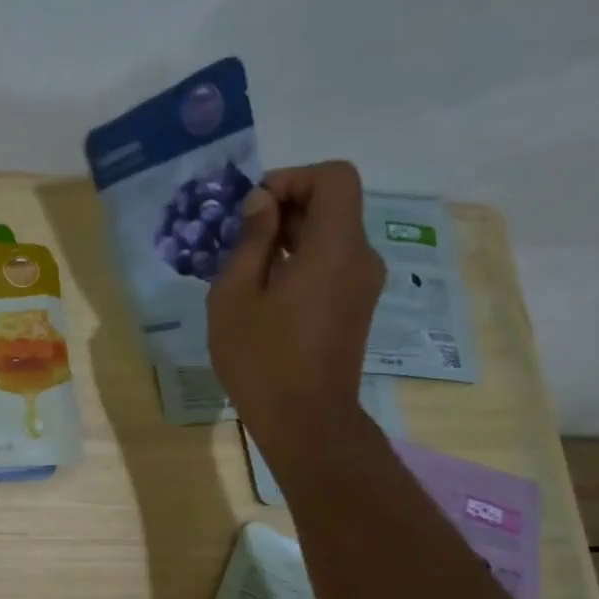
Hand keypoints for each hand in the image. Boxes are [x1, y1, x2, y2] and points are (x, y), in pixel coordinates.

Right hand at [207, 161, 383, 469]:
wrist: (305, 421)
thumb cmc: (263, 358)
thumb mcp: (236, 295)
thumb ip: (251, 240)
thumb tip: (262, 203)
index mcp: (335, 246)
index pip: (334, 177)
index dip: (293, 178)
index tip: (254, 207)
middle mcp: (360, 257)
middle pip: (333, 206)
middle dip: (285, 209)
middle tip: (238, 238)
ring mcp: (363, 285)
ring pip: (331, 237)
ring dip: (289, 238)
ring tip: (245, 268)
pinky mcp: (355, 309)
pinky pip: (331, 266)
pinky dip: (301, 263)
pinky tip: (265, 294)